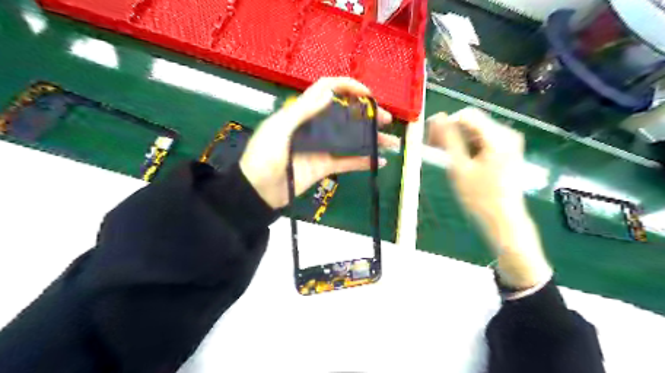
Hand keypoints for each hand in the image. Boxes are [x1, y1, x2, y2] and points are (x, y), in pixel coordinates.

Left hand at [239, 78, 392, 209]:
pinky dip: (364, 161)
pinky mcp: (325, 166)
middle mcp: (315, 126)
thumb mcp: (279, 130)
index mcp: (302, 112)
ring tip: (392, 142)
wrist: (257, 192)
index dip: (347, 87)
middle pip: (345, 115)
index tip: (367, 95)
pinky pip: (347, 162)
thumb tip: (329, 92)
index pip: (326, 90)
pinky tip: (380, 161)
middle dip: (367, 115)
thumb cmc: (263, 156)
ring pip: (350, 139)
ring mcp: (322, 147)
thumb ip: (303, 111)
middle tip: (386, 120)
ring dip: (371, 139)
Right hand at [426, 106, 551, 288]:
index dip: (445, 123)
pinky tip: (457, 158)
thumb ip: (448, 139)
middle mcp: (507, 134)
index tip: (430, 139)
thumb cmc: (479, 197)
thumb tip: (437, 117)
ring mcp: (508, 143)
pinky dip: (467, 145)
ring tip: (442, 154)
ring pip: (475, 131)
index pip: (466, 115)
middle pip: (472, 122)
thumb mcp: (459, 167)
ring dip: (457, 139)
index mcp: (497, 137)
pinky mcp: (506, 151)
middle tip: (433, 147)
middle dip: (450, 131)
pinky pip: (482, 140)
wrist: (504, 221)